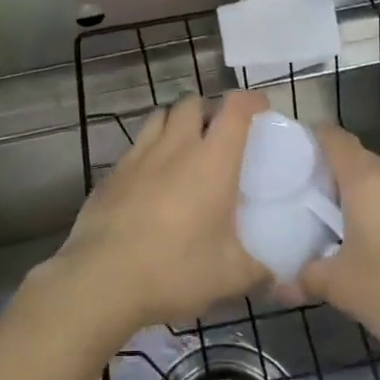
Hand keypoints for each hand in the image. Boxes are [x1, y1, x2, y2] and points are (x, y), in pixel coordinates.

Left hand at [49, 91, 269, 333]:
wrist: (102, 279)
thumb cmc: (175, 270)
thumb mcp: (230, 277)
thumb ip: (260, 268)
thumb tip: (277, 272)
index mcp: (212, 160)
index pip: (235, 109)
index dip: (251, 100)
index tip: (260, 109)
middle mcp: (176, 146)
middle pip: (192, 102)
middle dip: (208, 110)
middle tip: (219, 135)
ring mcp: (139, 155)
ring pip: (160, 116)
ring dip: (176, 123)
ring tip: (185, 150)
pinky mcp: (112, 172)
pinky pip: (136, 146)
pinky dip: (150, 150)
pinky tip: (151, 180)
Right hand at [298, 126, 379, 366]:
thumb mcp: (342, 289)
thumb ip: (306, 279)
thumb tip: (277, 286)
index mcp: (368, 179)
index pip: (333, 137)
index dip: (309, 139)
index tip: (287, 158)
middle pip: (357, 160)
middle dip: (330, 174)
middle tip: (303, 199)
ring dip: (359, 198)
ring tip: (335, 226)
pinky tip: (377, 249)